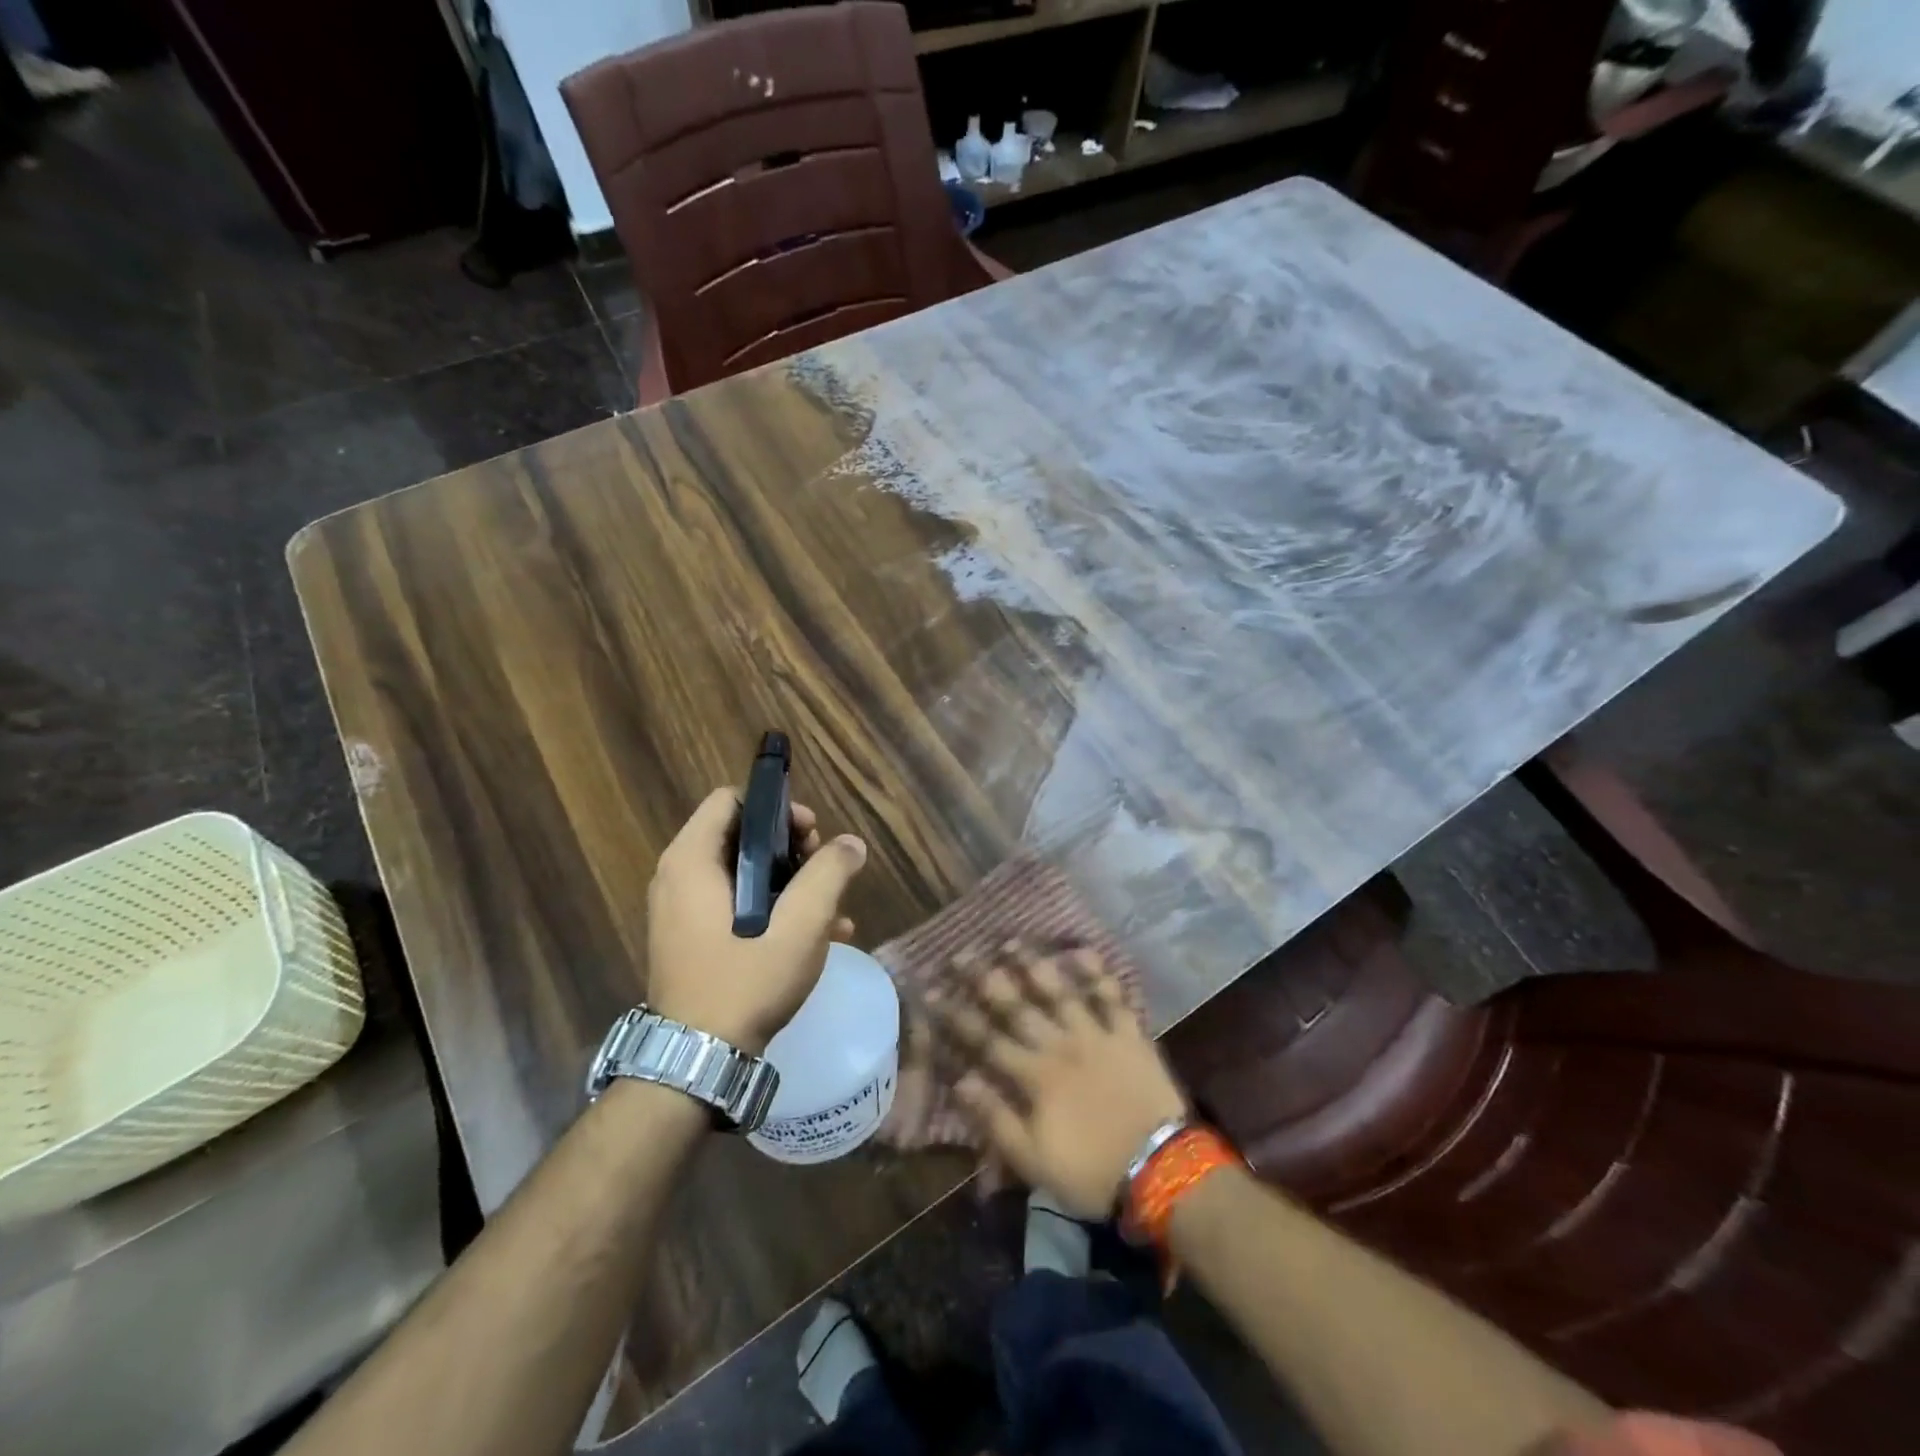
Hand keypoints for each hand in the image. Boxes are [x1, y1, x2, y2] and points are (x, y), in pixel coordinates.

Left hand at [646, 787, 867, 1053]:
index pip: (730, 800)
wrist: (696, 1063)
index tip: (811, 834)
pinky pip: (733, 906)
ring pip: (742, 873)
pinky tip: (818, 937)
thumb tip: (851, 844)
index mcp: (692, 861)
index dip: (776, 808)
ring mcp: (681, 913)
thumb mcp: (801, 925)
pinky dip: (771, 909)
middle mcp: (678, 878)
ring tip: (831, 907)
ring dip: (789, 881)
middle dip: (790, 847)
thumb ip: (829, 874)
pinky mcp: (691, 941)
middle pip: (740, 835)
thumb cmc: (746, 981)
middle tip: (824, 869)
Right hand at [930, 941, 1187, 1217]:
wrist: (1162, 1171)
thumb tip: (960, 1080)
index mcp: (1036, 1076)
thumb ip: (996, 1118)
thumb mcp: (1034, 1160)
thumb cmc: (1093, 1171)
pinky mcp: (1130, 1035)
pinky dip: (1098, 973)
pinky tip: (1083, 951)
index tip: (933, 992)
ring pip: (1061, 992)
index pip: (987, 1040)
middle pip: (1018, 1007)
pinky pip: (1112, 997)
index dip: (958, 1016)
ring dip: (1035, 965)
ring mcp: (1097, 1035)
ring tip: (1012, 942)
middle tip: (963, 953)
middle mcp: (1061, 1045)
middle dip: (986, 979)